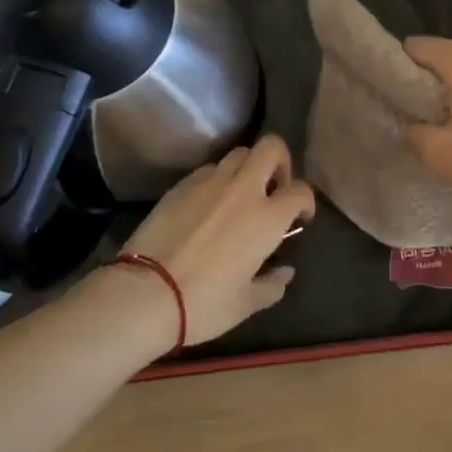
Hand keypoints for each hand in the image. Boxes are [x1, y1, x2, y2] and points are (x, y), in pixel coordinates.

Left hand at [117, 135, 314, 344]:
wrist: (145, 293)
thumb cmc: (204, 303)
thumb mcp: (246, 304)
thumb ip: (272, 285)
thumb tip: (285, 272)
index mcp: (266, 217)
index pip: (300, 191)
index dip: (306, 201)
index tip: (301, 217)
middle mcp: (243, 189)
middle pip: (271, 147)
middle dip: (281, 161)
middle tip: (275, 188)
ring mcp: (209, 182)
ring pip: (238, 154)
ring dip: (248, 168)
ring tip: (241, 194)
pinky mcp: (181, 185)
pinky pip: (208, 170)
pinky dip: (217, 180)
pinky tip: (208, 204)